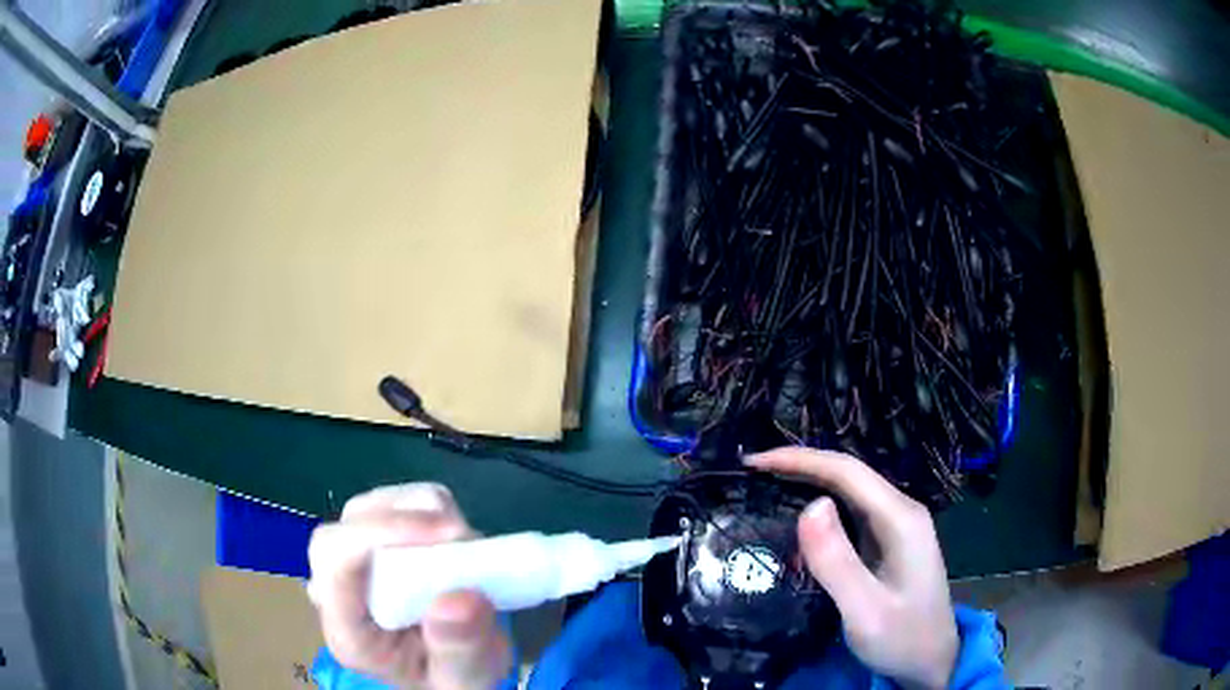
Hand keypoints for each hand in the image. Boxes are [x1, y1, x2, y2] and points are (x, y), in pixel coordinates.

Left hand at [307, 483, 511, 688]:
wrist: (451, 670)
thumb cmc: (452, 680)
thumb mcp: (465, 680)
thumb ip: (460, 649)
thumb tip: (460, 597)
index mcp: (349, 633)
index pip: (334, 565)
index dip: (377, 535)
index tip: (446, 532)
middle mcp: (337, 592)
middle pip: (343, 532)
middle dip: (402, 522)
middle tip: (462, 535)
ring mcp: (351, 564)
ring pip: (365, 509)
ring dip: (418, 512)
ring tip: (464, 543)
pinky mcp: (373, 543)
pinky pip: (389, 502)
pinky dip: (425, 506)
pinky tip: (451, 537)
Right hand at [747, 449, 957, 689]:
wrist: (932, 660)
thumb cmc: (901, 638)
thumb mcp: (865, 610)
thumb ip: (837, 562)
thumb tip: (809, 505)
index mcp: (900, 519)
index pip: (847, 472)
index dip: (799, 460)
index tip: (754, 462)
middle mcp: (900, 512)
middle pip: (848, 475)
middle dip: (799, 466)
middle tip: (751, 472)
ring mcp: (896, 526)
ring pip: (849, 492)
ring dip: (808, 483)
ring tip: (765, 486)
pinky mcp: (888, 542)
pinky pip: (851, 513)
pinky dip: (819, 508)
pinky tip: (798, 517)